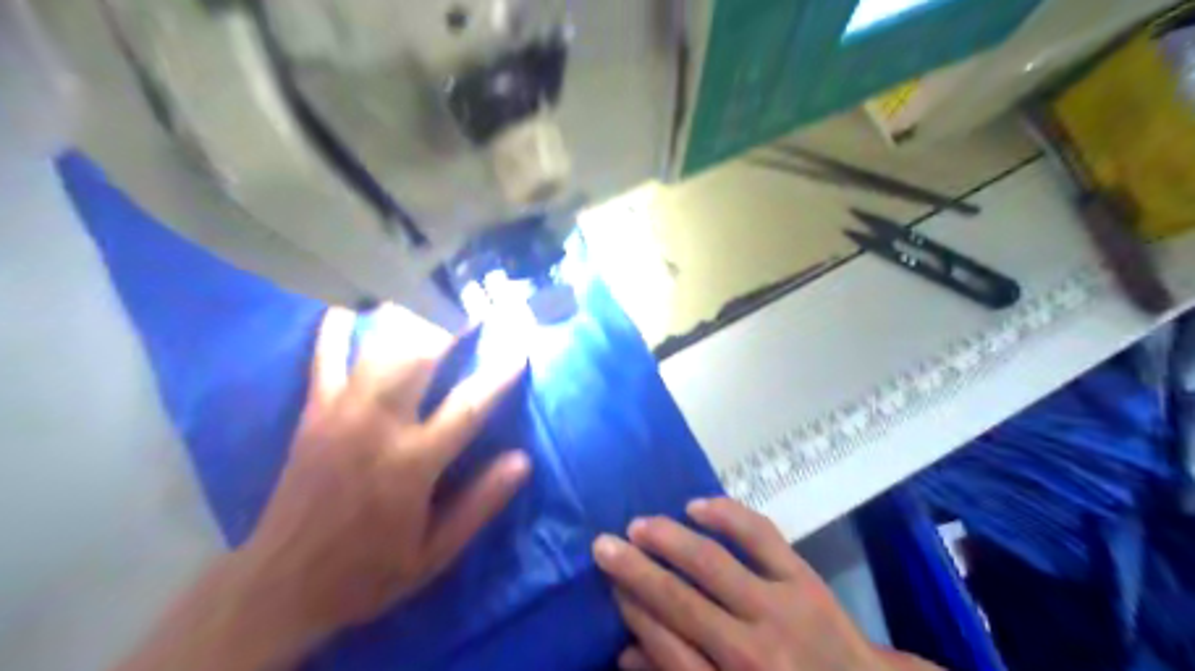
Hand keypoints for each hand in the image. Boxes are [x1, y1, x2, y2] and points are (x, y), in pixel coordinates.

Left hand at [114, 306, 526, 669]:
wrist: (280, 585)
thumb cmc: (368, 571)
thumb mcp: (434, 555)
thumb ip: (480, 505)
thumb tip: (522, 460)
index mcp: (412, 464)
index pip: (469, 406)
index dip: (500, 373)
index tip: (520, 346)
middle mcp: (377, 426)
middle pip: (419, 355)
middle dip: (451, 320)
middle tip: (476, 300)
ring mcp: (339, 412)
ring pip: (378, 346)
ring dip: (408, 314)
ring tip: (432, 291)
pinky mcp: (312, 411)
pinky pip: (324, 356)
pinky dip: (338, 326)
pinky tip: (354, 303)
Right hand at [593, 495, 938, 669]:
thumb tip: (625, 651)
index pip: (665, 646)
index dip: (632, 611)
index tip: (610, 582)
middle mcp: (751, 651)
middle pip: (679, 601)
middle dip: (634, 570)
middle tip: (602, 544)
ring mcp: (781, 608)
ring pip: (712, 563)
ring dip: (670, 540)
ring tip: (639, 525)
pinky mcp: (804, 577)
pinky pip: (760, 536)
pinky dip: (727, 516)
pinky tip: (697, 506)